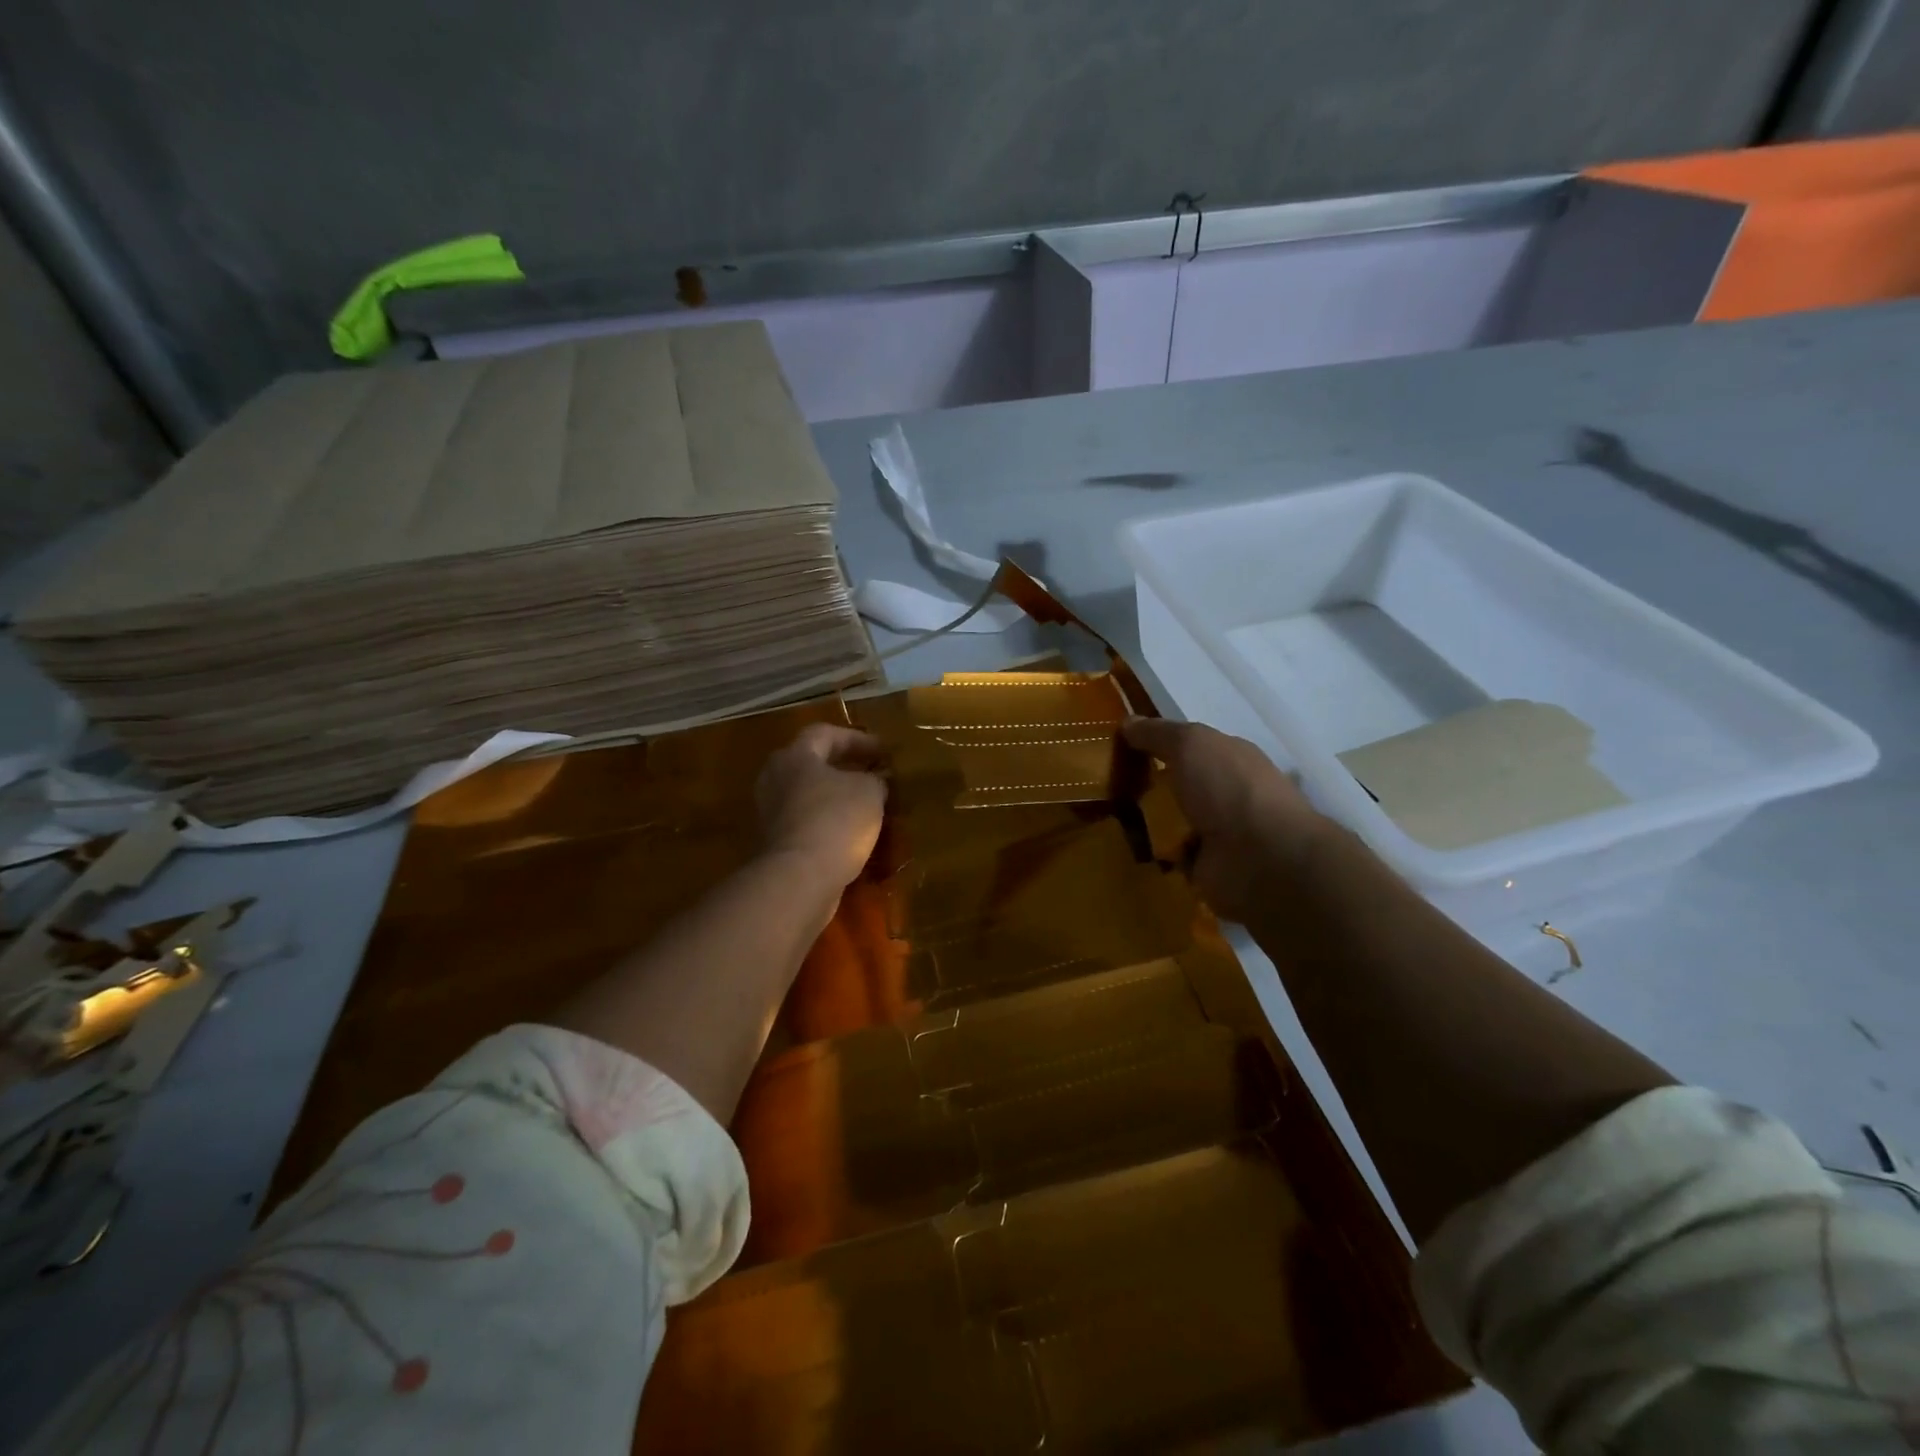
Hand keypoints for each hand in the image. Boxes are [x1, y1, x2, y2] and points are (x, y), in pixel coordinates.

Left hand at [756, 724, 887, 888]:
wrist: (800, 878)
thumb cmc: (836, 820)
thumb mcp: (869, 792)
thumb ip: (875, 779)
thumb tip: (878, 778)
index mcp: (795, 756)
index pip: (825, 733)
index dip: (856, 739)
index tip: (883, 751)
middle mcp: (775, 778)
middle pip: (810, 763)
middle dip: (842, 766)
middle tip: (871, 773)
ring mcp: (771, 812)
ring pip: (807, 794)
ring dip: (835, 796)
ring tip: (865, 804)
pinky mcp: (775, 841)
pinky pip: (805, 821)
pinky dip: (827, 821)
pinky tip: (851, 831)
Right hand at [1122, 717, 1328, 923]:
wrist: (1261, 859)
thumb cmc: (1228, 789)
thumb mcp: (1190, 743)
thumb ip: (1157, 733)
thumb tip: (1128, 723)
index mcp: (1228, 757)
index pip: (1186, 746)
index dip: (1153, 744)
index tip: (1116, 750)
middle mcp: (1225, 792)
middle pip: (1176, 784)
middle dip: (1143, 786)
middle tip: (1105, 788)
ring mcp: (1218, 832)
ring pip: (1169, 821)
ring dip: (1144, 822)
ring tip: (1106, 819)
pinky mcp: (1206, 867)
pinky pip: (1169, 856)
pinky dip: (1151, 854)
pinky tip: (1125, 849)